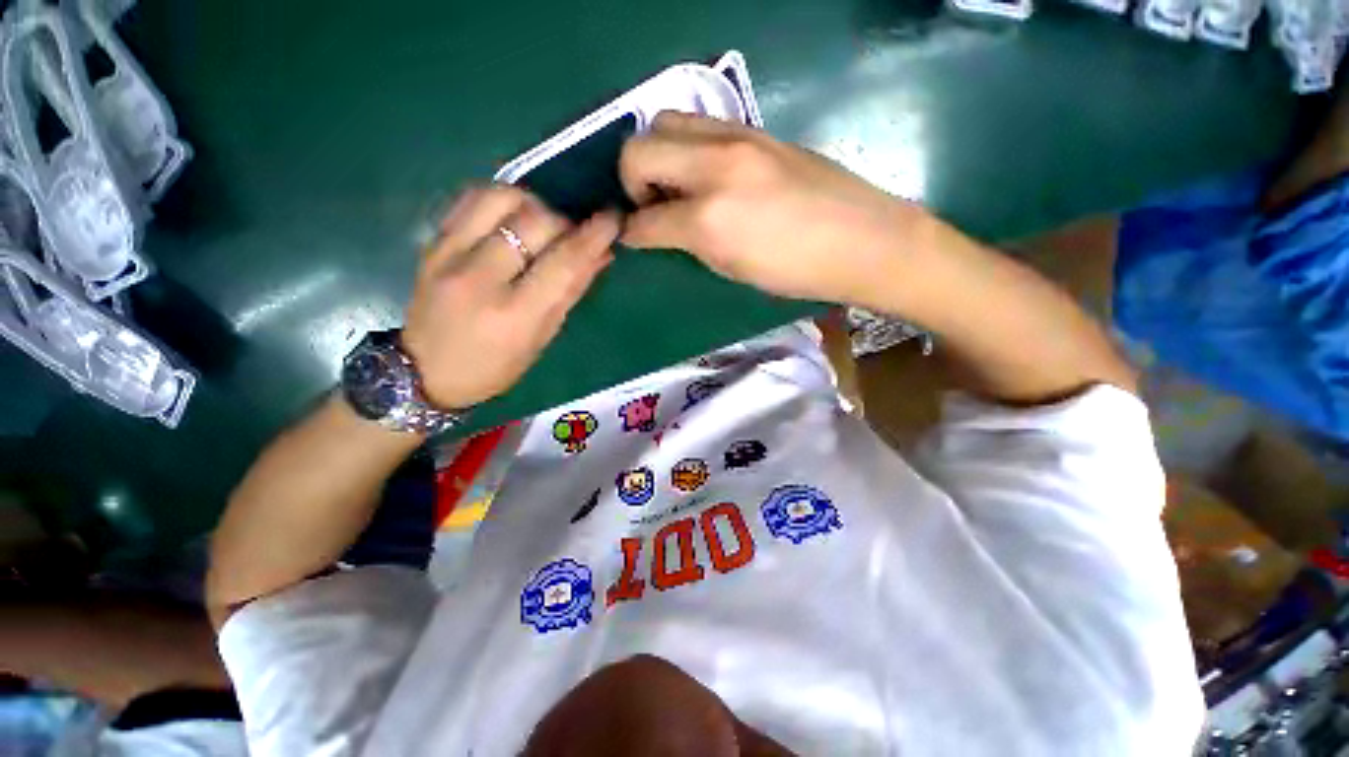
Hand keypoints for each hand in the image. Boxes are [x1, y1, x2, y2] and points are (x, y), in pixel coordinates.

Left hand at [402, 185, 618, 409]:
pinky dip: (501, 199)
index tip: (612, 219)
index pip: (563, 262)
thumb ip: (570, 292)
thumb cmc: (494, 367)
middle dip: (564, 222)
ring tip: (541, 223)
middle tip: (571, 236)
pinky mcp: (432, 241)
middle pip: (535, 221)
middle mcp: (480, 278)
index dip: (592, 236)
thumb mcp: (541, 338)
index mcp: (514, 314)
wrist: (423, 371)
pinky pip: (470, 198)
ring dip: (533, 204)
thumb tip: (601, 255)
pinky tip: (512, 216)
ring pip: (501, 198)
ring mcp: (449, 254)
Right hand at [618, 112, 920, 306]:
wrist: (862, 238)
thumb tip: (661, 229)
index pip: (645, 219)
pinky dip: (687, 147)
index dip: (630, 232)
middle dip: (631, 180)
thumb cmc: (796, 272)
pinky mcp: (756, 129)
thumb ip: (690, 243)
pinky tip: (706, 173)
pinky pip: (701, 124)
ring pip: (665, 121)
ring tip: (677, 185)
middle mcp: (715, 167)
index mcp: (709, 218)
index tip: (631, 236)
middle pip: (639, 148)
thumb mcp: (732, 269)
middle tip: (652, 205)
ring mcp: (737, 139)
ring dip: (657, 154)